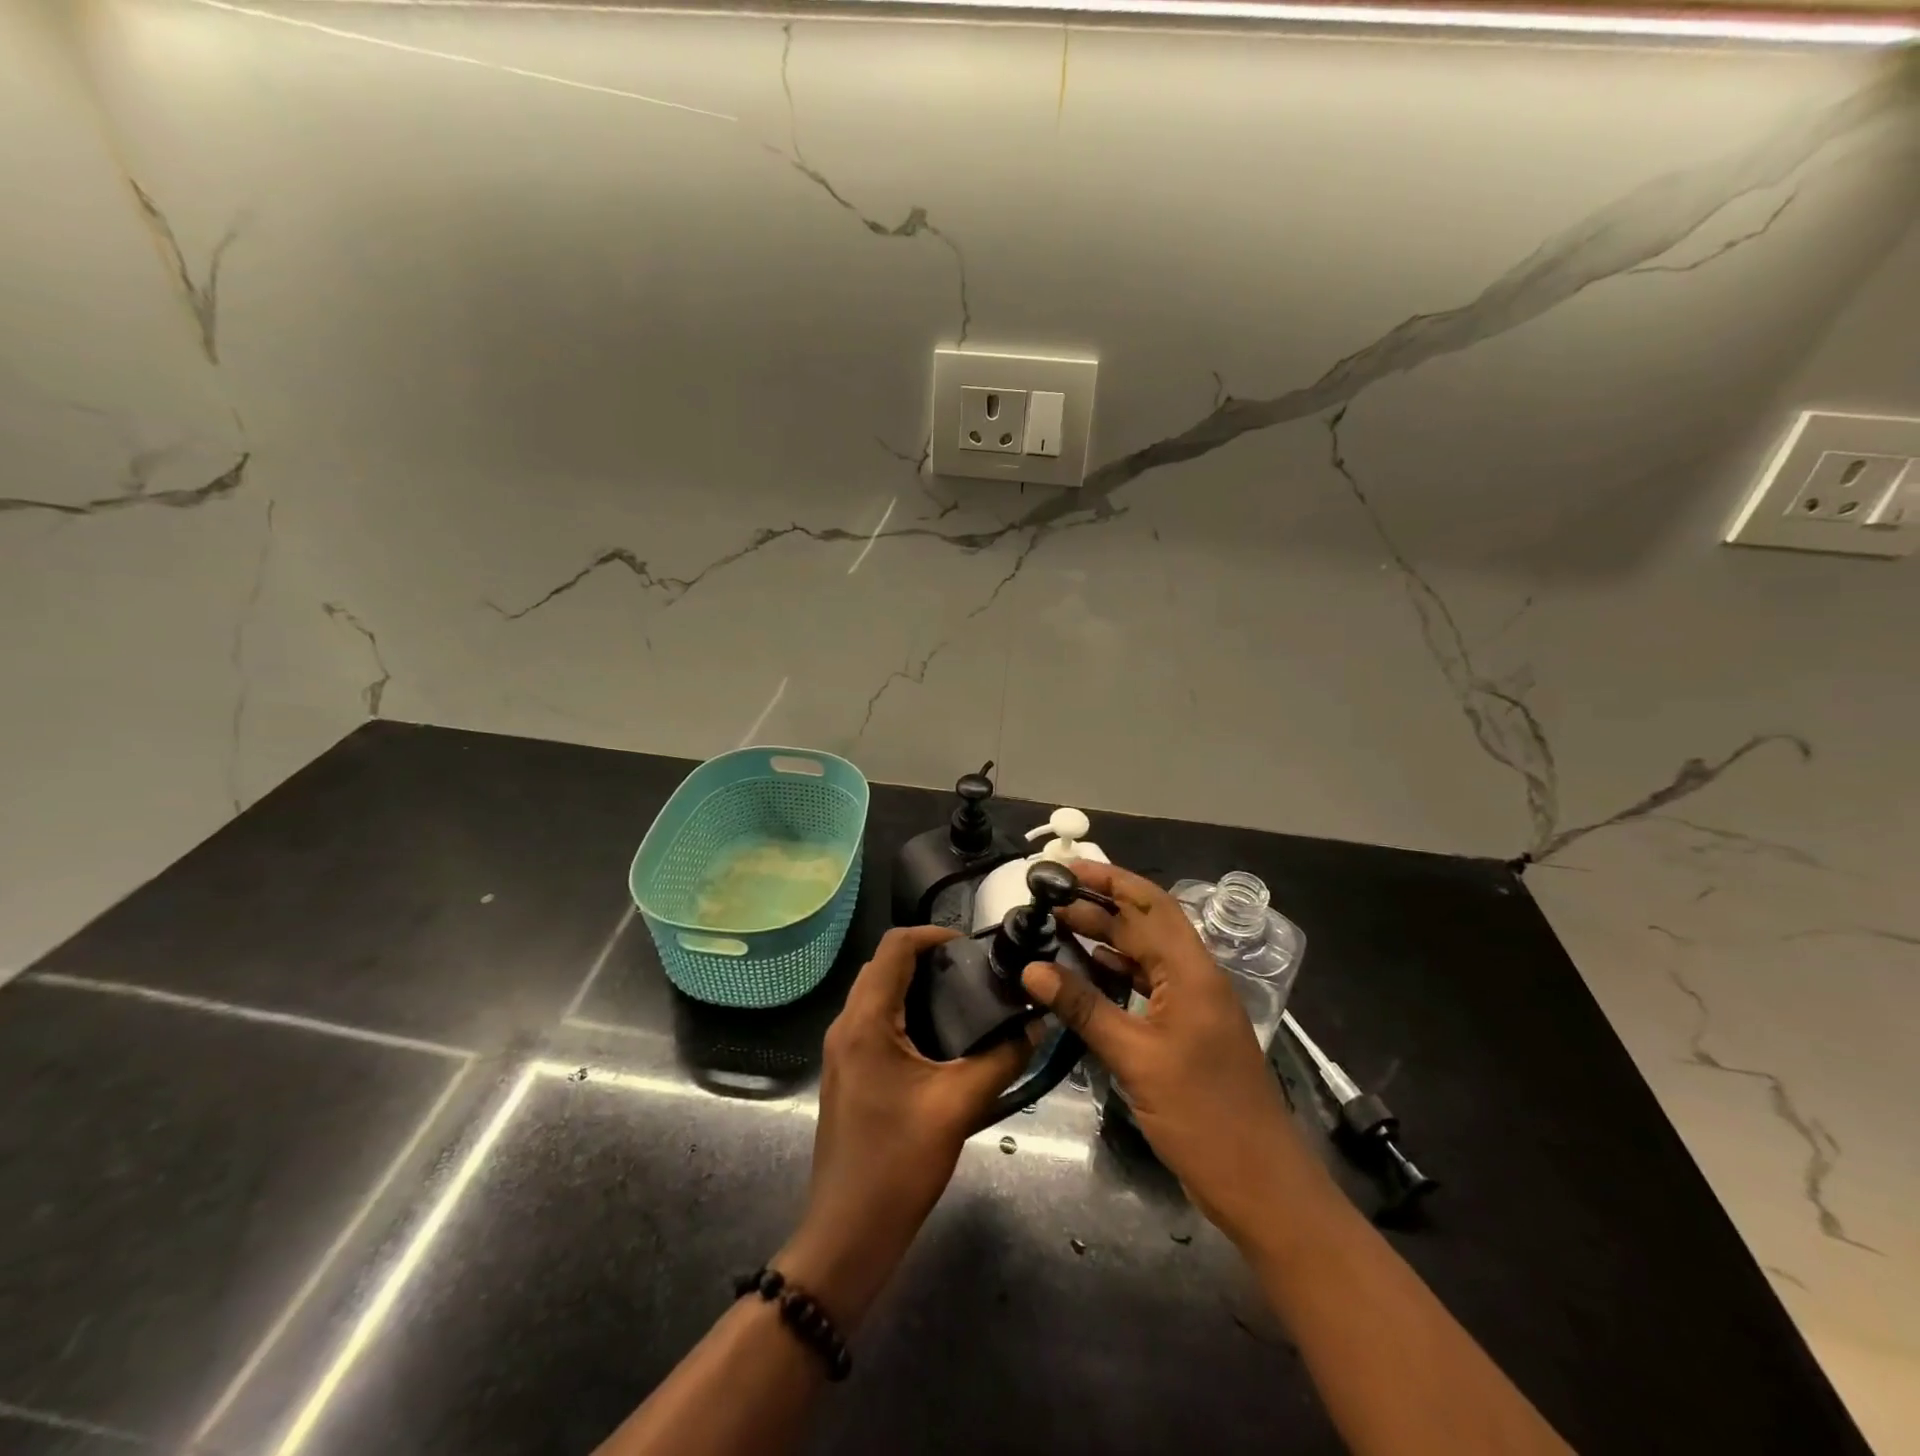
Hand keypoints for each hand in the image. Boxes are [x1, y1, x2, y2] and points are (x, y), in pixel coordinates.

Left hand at [777, 925, 1029, 1328]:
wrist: (847, 1233)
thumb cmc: (899, 1164)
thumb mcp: (959, 1106)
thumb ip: (1002, 1058)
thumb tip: (1036, 1024)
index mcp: (866, 1021)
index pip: (894, 946)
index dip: (933, 934)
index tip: (973, 947)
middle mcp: (846, 1024)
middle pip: (883, 964)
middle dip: (927, 957)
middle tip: (973, 973)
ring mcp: (841, 1050)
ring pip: (877, 992)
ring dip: (914, 983)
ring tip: (963, 997)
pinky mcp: (847, 1071)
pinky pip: (874, 1020)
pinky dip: (904, 1010)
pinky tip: (940, 1036)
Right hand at [1021, 861, 1323, 1247]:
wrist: (1260, 1185)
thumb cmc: (1203, 1116)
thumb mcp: (1136, 1058)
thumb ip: (1084, 1008)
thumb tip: (1032, 968)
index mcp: (1191, 971)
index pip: (1147, 905)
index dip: (1106, 879)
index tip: (1063, 869)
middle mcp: (1194, 977)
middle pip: (1143, 926)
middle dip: (1097, 907)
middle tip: (1045, 902)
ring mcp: (1190, 1005)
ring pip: (1143, 955)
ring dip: (1103, 940)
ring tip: (1055, 930)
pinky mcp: (1184, 1031)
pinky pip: (1144, 987)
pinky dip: (1113, 975)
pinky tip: (1082, 975)